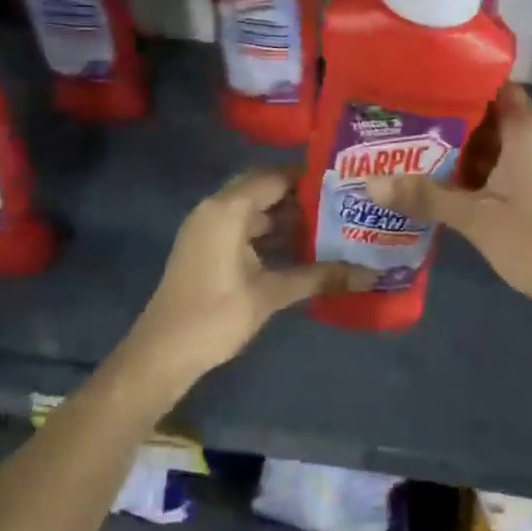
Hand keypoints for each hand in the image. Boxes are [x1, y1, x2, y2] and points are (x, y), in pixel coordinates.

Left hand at [126, 169, 364, 385]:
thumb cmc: (216, 316)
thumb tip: (369, 274)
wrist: (162, 354)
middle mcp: (216, 209)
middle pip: (264, 189)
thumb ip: (319, 277)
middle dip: (301, 197)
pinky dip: (270, 234)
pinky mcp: (207, 247)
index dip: (309, 179)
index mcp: (228, 209)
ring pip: (255, 210)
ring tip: (330, 226)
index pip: (275, 177)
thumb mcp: (271, 294)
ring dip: (286, 217)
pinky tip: (301, 250)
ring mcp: (208, 228)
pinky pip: (244, 227)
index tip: (344, 184)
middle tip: (342, 205)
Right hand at [365, 84, 531, 311]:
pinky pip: (518, 165)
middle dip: (455, 126)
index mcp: (529, 129)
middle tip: (410, 131)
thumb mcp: (474, 218)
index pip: (491, 88)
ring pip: (505, 145)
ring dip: (470, 153)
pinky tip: (457, 187)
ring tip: (424, 158)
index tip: (421, 94)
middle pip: (494, 118)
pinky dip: (490, 171)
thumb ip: (424, 195)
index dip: (457, 88)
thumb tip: (370, 182)